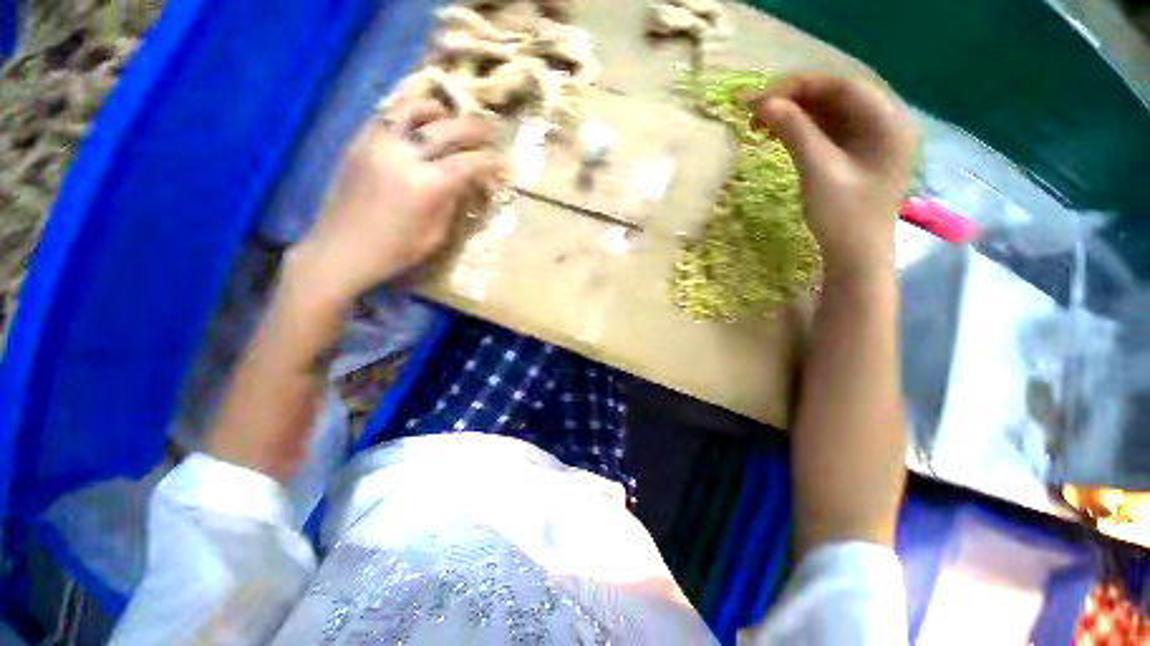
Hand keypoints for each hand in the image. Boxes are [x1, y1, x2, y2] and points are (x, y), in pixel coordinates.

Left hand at [290, 101, 502, 306]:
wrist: (341, 250)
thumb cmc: (396, 252)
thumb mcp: (436, 235)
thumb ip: (454, 202)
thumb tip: (469, 183)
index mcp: (426, 186)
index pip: (469, 163)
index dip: (491, 162)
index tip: (504, 164)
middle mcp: (403, 156)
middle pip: (447, 128)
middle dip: (474, 128)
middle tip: (490, 131)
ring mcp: (377, 143)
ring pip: (413, 109)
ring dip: (439, 111)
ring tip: (451, 117)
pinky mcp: (359, 142)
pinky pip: (387, 114)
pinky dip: (408, 112)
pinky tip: (418, 122)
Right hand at [751, 74, 916, 282]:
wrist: (855, 257)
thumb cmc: (844, 218)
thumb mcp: (818, 172)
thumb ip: (795, 133)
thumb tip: (766, 104)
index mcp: (888, 122)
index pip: (843, 87)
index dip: (801, 87)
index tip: (762, 97)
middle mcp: (883, 123)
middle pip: (836, 97)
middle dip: (795, 100)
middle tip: (756, 110)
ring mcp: (869, 139)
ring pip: (828, 113)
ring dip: (794, 115)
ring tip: (760, 123)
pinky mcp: (854, 154)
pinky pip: (826, 131)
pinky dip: (801, 130)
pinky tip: (778, 134)